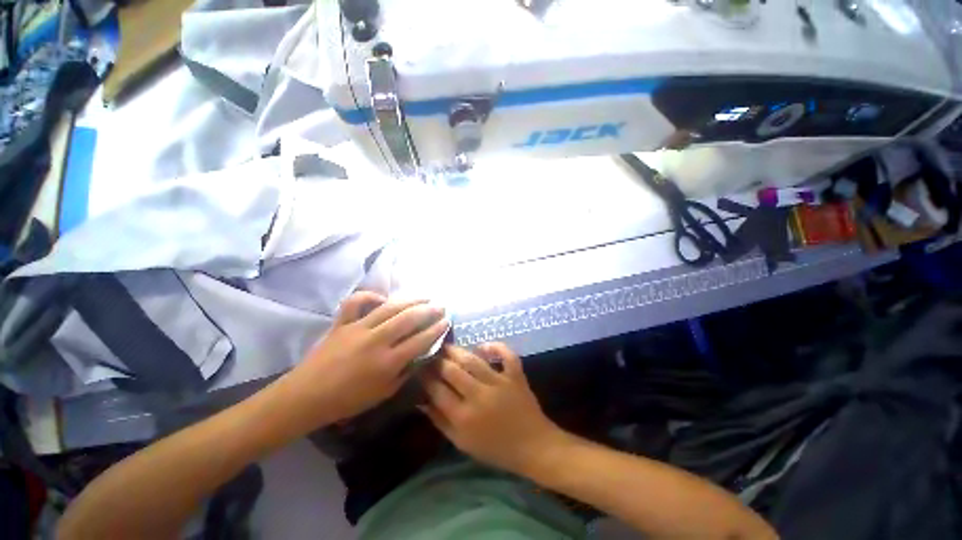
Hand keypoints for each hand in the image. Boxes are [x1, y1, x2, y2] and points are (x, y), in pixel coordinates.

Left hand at [276, 291, 448, 431]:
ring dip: (410, 300)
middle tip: (440, 305)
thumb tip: (422, 354)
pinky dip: (369, 296)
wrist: (306, 397)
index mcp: (388, 362)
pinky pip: (355, 303)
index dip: (437, 329)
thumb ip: (406, 372)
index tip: (447, 321)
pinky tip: (382, 298)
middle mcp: (376, 340)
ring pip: (390, 307)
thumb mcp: (384, 393)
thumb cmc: (348, 400)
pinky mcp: (342, 323)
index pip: (421, 340)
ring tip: (424, 297)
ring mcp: (358, 328)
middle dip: (429, 310)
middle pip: (409, 319)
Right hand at [420, 343, 565, 475]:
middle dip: (438, 360)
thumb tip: (421, 401)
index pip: (437, 390)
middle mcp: (479, 396)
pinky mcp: (515, 375)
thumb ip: (440, 421)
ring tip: (448, 346)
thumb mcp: (462, 443)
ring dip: (458, 351)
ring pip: (473, 360)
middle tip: (431, 354)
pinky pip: (506, 355)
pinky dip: (495, 347)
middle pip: (452, 370)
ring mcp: (499, 383)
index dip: (425, 377)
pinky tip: (483, 346)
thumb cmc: (495, 448)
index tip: (419, 368)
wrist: (533, 446)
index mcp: (464, 417)